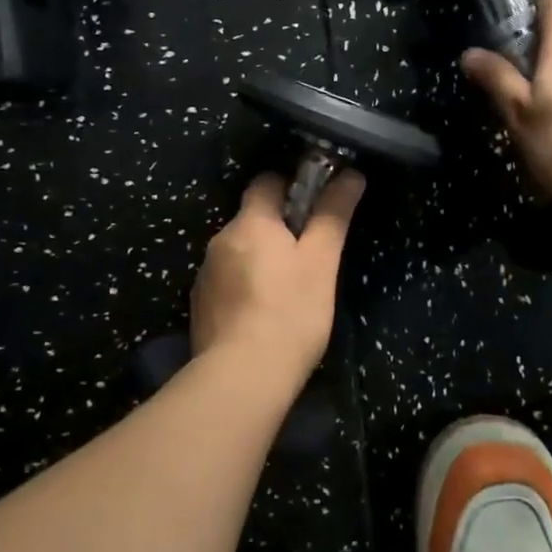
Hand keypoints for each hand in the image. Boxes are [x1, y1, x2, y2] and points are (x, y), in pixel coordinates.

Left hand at [190, 169, 365, 378]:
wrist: (242, 377)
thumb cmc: (291, 312)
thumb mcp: (321, 261)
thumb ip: (333, 214)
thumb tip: (350, 174)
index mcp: (250, 222)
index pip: (266, 181)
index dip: (292, 186)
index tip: (316, 207)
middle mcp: (220, 239)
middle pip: (253, 218)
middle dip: (279, 228)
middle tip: (310, 254)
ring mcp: (205, 274)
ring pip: (239, 251)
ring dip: (260, 258)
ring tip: (288, 290)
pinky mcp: (200, 305)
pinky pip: (227, 281)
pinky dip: (245, 286)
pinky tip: (262, 313)